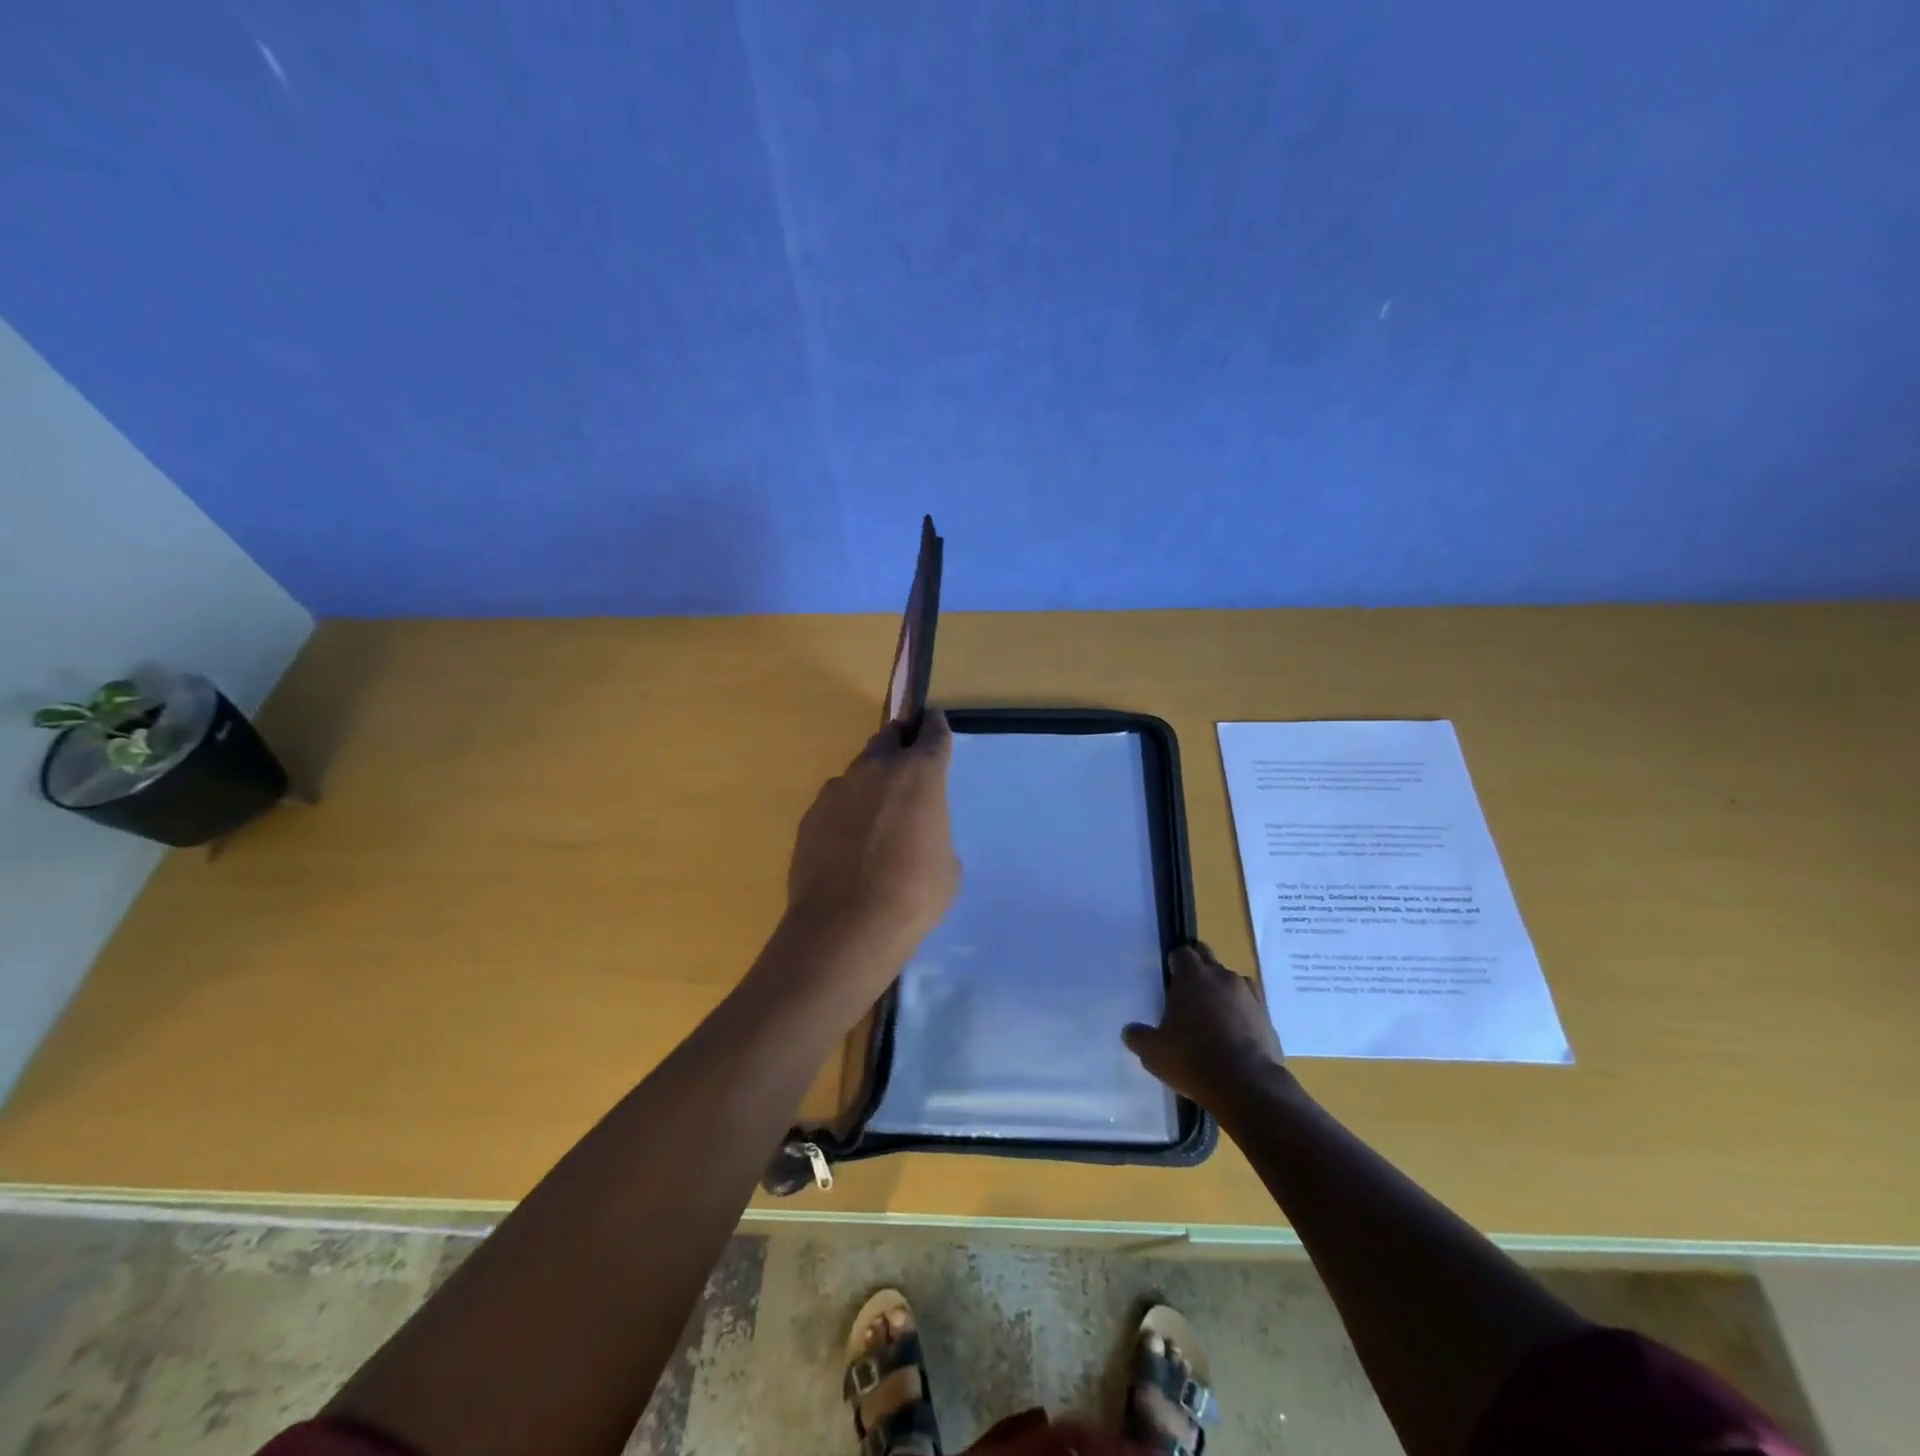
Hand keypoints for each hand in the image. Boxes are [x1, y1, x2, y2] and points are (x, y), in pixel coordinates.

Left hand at [784, 708, 960, 970]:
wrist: (846, 927)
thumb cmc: (914, 895)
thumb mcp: (947, 865)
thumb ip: (934, 832)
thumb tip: (917, 833)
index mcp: (920, 774)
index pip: (932, 733)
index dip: (935, 727)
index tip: (934, 723)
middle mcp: (877, 769)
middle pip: (888, 737)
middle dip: (899, 745)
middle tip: (906, 769)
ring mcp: (837, 790)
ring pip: (858, 770)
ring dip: (870, 782)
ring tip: (875, 819)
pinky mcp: (811, 815)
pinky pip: (835, 802)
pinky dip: (846, 812)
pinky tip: (848, 845)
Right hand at [1123, 944, 1285, 1110]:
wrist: (1247, 1085)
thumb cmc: (1192, 1059)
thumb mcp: (1153, 1052)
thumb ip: (1138, 1036)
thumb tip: (1130, 1031)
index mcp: (1192, 975)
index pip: (1181, 953)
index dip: (1174, 964)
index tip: (1169, 981)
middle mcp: (1221, 976)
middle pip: (1207, 957)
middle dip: (1198, 969)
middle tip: (1188, 994)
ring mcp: (1249, 994)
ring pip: (1231, 980)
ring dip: (1221, 991)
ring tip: (1213, 1017)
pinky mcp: (1267, 1016)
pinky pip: (1250, 1004)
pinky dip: (1242, 1011)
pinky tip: (1234, 1033)